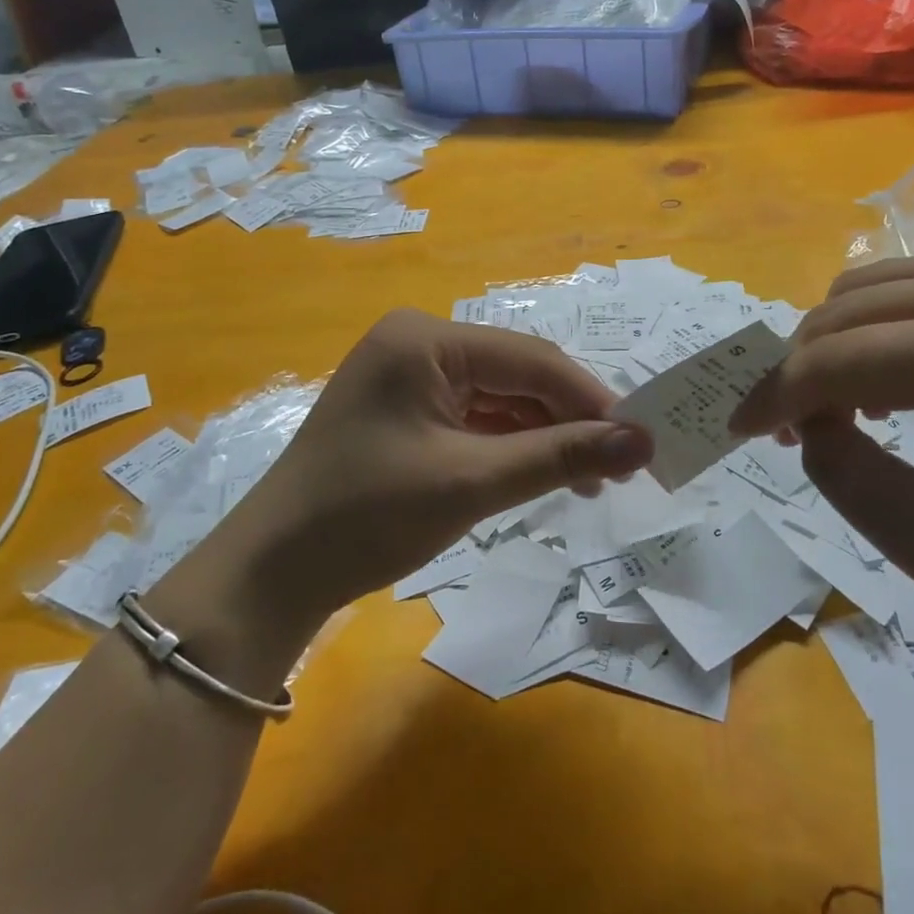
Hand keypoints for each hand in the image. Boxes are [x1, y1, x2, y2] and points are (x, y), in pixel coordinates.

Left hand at [189, 310, 652, 635]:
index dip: (590, 399)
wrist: (271, 574)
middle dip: (568, 419)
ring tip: (591, 480)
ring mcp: (409, 375)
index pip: (530, 359)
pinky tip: (544, 474)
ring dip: (543, 436)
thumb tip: (642, 442)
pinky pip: (474, 417)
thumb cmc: (367, 517)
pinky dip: (510, 445)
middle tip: (620, 466)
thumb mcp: (472, 483)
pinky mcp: (406, 409)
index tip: (641, 438)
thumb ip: (559, 456)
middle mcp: (418, 343)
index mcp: (426, 339)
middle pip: (515, 375)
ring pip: (499, 398)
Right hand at [730, 256, 913, 636]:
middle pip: (847, 310)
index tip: (737, 432)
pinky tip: (883, 381)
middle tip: (787, 430)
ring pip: (864, 287)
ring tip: (836, 408)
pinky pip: (900, 285)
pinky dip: (867, 331)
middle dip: (798, 370)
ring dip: (829, 347)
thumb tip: (800, 415)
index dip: (777, 394)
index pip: (847, 358)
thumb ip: (843, 478)